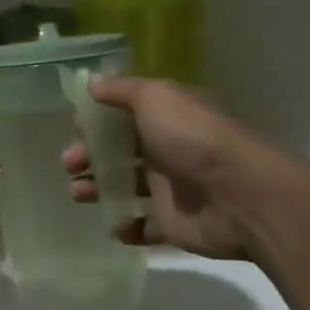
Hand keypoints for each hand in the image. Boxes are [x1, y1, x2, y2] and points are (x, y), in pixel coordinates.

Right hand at [61, 75, 269, 259]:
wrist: (240, 194)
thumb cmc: (192, 138)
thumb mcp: (155, 97)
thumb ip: (120, 90)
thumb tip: (91, 82)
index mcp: (164, 118)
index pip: (123, 116)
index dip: (97, 122)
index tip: (74, 128)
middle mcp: (166, 150)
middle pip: (118, 153)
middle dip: (88, 157)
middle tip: (69, 164)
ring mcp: (169, 189)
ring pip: (124, 188)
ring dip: (97, 190)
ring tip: (79, 194)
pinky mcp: (172, 224)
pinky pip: (142, 227)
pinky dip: (125, 227)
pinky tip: (116, 224)